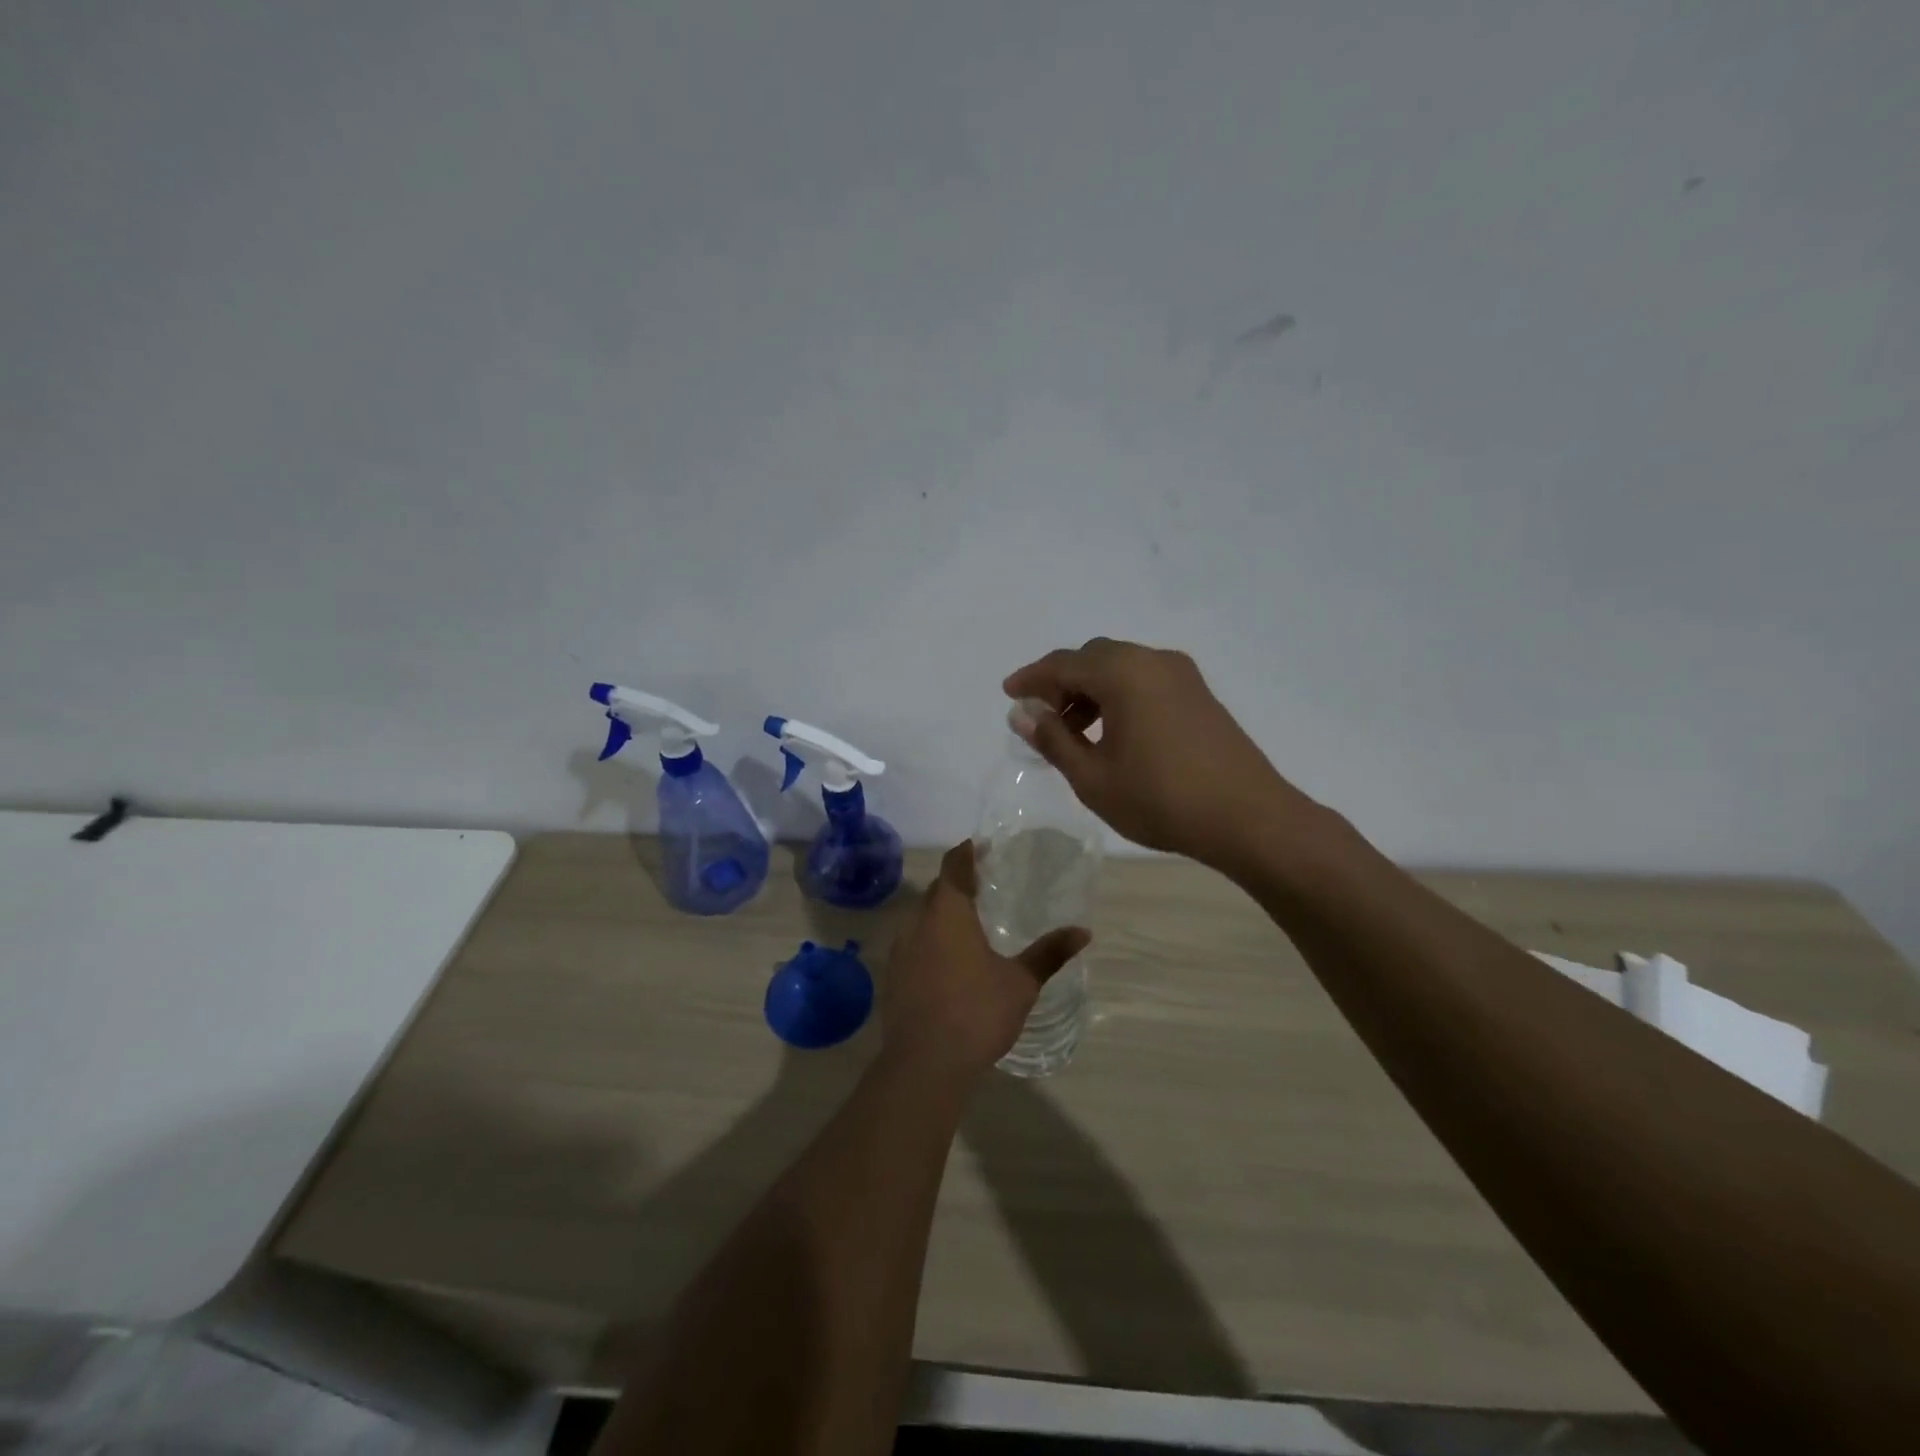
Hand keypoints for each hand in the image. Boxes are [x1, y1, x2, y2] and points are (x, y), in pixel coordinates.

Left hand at [883, 841, 1088, 1081]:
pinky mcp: (893, 976)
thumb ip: (1049, 953)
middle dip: (955, 883)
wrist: (925, 1063)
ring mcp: (900, 950)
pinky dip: (930, 940)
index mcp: (948, 913)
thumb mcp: (1021, 983)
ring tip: (967, 922)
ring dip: (941, 913)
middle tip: (981, 885)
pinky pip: (912, 943)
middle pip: (936, 891)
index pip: (953, 867)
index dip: (966, 853)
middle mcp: (918, 923)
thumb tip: (1084, 932)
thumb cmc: (977, 1012)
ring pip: (921, 918)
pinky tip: (947, 960)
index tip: (980, 847)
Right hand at [1003, 637, 1320, 875]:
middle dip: (1061, 682)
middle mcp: (1153, 660)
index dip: (1031, 678)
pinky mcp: (1199, 693)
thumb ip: (1053, 739)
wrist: (1248, 817)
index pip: (1063, 663)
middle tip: (1041, 717)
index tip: (1008, 695)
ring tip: (1074, 733)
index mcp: (1123, 672)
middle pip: (1093, 657)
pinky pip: (1145, 680)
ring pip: (1121, 667)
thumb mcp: (1093, 777)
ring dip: (1090, 690)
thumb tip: (1023, 713)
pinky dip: (1118, 695)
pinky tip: (1113, 733)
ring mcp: (1182, 675)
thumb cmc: (1161, 799)